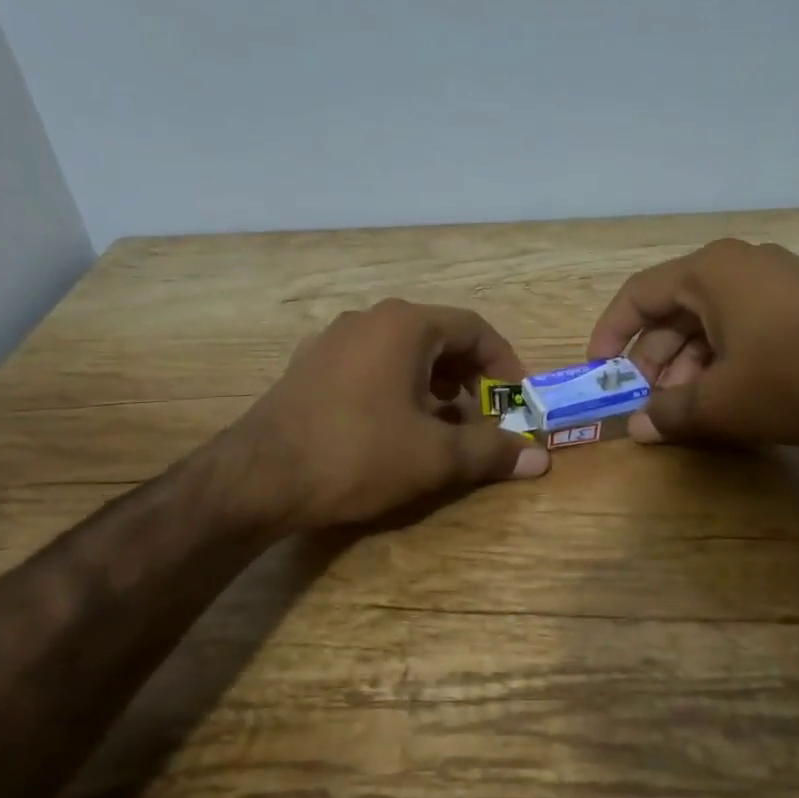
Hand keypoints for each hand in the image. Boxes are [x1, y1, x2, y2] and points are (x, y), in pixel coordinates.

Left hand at [234, 299, 548, 529]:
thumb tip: (540, 457)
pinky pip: (369, 366)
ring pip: (402, 352)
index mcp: (405, 325)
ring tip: (443, 423)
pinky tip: (394, 426)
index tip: (517, 399)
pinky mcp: (309, 366)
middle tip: (484, 413)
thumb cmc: (358, 455)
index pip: (474, 327)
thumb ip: (491, 451)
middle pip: (438, 336)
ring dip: (434, 383)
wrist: (259, 477)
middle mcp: (369, 319)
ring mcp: (333, 340)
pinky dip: (397, 387)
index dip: (504, 363)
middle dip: (469, 375)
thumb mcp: (435, 456)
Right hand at [585, 238, 798, 447]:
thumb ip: (669, 412)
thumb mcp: (722, 403)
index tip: (598, 372)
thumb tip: (638, 427)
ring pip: (709, 322)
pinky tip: (723, 397)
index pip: (638, 295)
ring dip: (687, 365)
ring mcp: (775, 281)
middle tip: (646, 401)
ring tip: (684, 409)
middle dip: (653, 359)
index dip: (610, 334)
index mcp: (710, 272)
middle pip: (674, 310)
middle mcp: (739, 265)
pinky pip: (742, 327)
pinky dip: (722, 360)